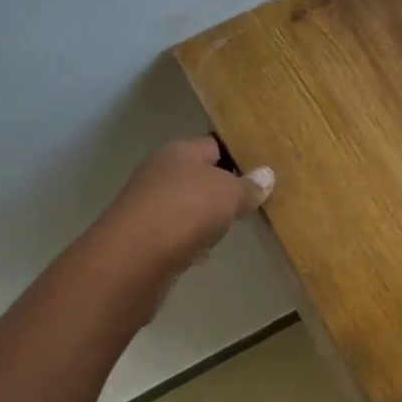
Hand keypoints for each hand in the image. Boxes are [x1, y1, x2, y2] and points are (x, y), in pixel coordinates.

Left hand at [93, 135, 274, 282]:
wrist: (134, 257)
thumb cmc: (186, 210)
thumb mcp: (229, 193)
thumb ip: (249, 185)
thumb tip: (267, 175)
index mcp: (180, 152)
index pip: (213, 143)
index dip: (237, 153)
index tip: (261, 166)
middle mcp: (160, 172)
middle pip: (198, 174)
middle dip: (222, 187)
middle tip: (251, 199)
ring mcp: (149, 205)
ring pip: (186, 205)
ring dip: (205, 215)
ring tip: (231, 226)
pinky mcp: (144, 236)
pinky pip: (176, 233)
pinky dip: (190, 240)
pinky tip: (203, 253)